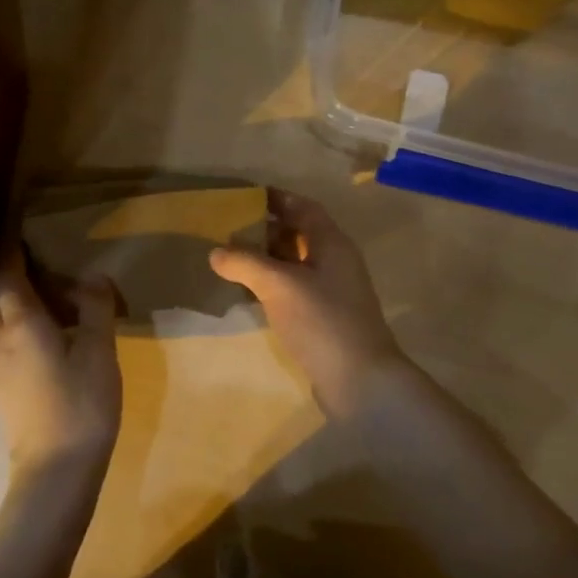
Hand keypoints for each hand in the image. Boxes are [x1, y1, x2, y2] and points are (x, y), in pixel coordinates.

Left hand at [0, 246, 121, 484]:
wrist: (55, 469)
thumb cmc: (81, 404)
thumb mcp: (100, 351)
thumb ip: (96, 308)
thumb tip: (92, 275)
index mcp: (22, 323)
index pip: (7, 274)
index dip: (10, 249)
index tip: (14, 225)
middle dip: (9, 271)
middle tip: (33, 255)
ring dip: (9, 297)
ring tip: (36, 287)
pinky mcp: (0, 384)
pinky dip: (12, 320)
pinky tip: (35, 327)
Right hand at [209, 189, 407, 415]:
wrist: (361, 381)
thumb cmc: (323, 321)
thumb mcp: (279, 285)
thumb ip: (246, 263)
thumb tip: (216, 251)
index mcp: (332, 243)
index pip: (304, 208)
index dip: (278, 199)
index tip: (246, 196)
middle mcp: (335, 262)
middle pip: (300, 234)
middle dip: (267, 229)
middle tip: (230, 229)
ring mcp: (332, 292)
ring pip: (296, 264)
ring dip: (267, 259)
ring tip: (232, 260)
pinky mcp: (325, 319)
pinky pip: (295, 290)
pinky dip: (272, 286)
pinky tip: (249, 294)